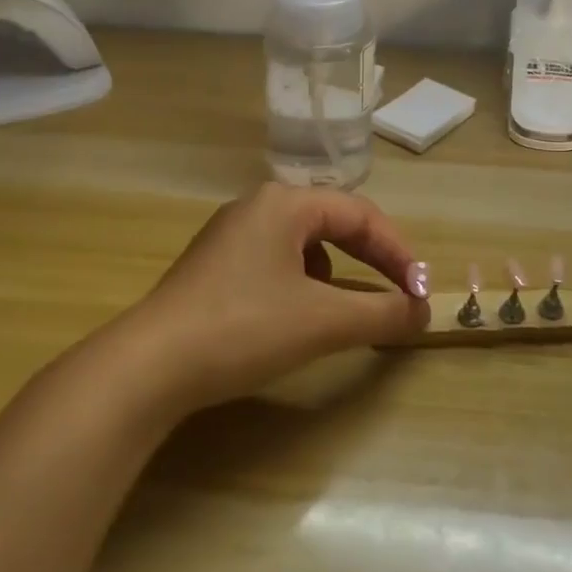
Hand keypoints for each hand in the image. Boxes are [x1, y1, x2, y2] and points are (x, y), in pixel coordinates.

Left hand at [100, 183, 430, 415]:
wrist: (147, 367)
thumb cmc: (242, 328)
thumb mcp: (322, 322)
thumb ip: (382, 313)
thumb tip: (424, 312)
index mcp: (284, 203)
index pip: (361, 215)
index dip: (399, 253)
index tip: (422, 292)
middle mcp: (257, 207)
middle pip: (333, 223)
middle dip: (371, 259)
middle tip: (399, 293)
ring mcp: (230, 235)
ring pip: (304, 243)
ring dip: (338, 272)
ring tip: (345, 305)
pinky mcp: (213, 266)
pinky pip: (276, 262)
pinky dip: (303, 284)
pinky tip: (295, 314)